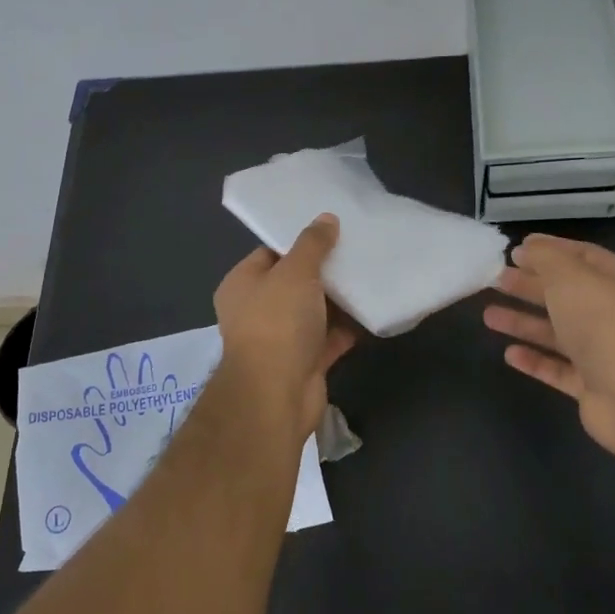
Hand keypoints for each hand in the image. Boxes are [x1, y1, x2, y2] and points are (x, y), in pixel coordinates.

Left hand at [213, 214, 355, 447]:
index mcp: (242, 284)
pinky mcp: (303, 363)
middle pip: (294, 283)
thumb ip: (312, 244)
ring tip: (370, 275)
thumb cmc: (277, 323)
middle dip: (324, 271)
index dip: (299, 242)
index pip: (270, 253)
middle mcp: (256, 310)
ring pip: (313, 312)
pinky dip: (347, 328)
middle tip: (357, 251)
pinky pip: (329, 339)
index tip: (331, 231)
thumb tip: (326, 218)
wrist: (276, 394)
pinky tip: (372, 311)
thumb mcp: (295, 272)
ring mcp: (280, 339)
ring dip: (339, 300)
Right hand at [483, 234, 614, 454]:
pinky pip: (557, 368)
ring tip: (488, 315)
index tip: (514, 249)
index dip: (548, 250)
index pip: (581, 256)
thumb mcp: (571, 277)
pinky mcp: (591, 385)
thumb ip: (546, 258)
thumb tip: (527, 248)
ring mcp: (603, 351)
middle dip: (530, 285)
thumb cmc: (604, 324)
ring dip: (523, 322)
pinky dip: (534, 360)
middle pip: (565, 294)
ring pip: (556, 332)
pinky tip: (509, 354)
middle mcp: (613, 313)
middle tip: (496, 279)